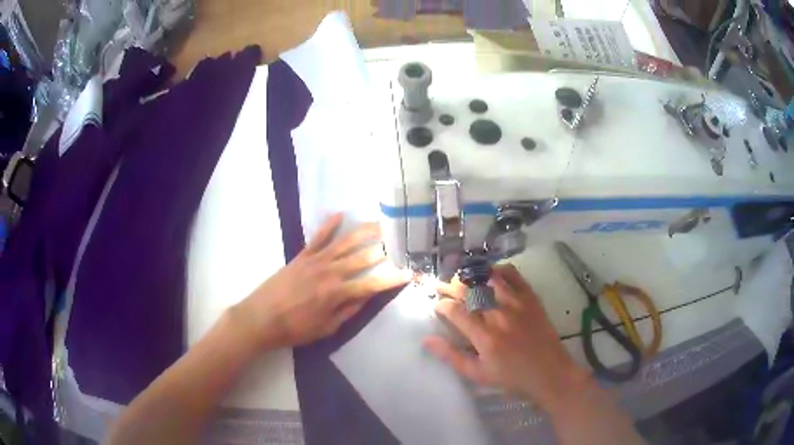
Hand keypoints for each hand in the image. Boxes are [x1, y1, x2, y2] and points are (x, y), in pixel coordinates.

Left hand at [233, 213, 410, 348]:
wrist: (261, 318)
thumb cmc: (295, 329)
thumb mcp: (326, 328)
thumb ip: (348, 311)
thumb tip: (367, 297)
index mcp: (338, 293)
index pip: (373, 284)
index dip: (393, 279)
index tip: (410, 273)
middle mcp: (331, 272)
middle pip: (363, 258)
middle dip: (385, 250)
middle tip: (401, 240)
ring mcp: (315, 260)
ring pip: (345, 242)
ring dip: (364, 232)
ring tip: (380, 223)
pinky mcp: (301, 256)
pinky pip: (318, 237)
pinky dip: (329, 225)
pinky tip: (340, 214)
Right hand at [425, 264, 591, 411]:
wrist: (549, 372)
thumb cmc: (511, 377)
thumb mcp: (477, 373)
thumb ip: (451, 356)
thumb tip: (427, 339)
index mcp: (484, 336)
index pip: (455, 311)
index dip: (442, 305)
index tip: (438, 307)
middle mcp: (499, 314)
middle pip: (469, 291)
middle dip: (450, 287)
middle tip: (441, 287)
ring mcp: (517, 303)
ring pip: (488, 278)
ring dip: (472, 276)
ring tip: (462, 278)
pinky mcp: (531, 298)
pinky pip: (513, 275)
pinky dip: (499, 270)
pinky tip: (490, 274)